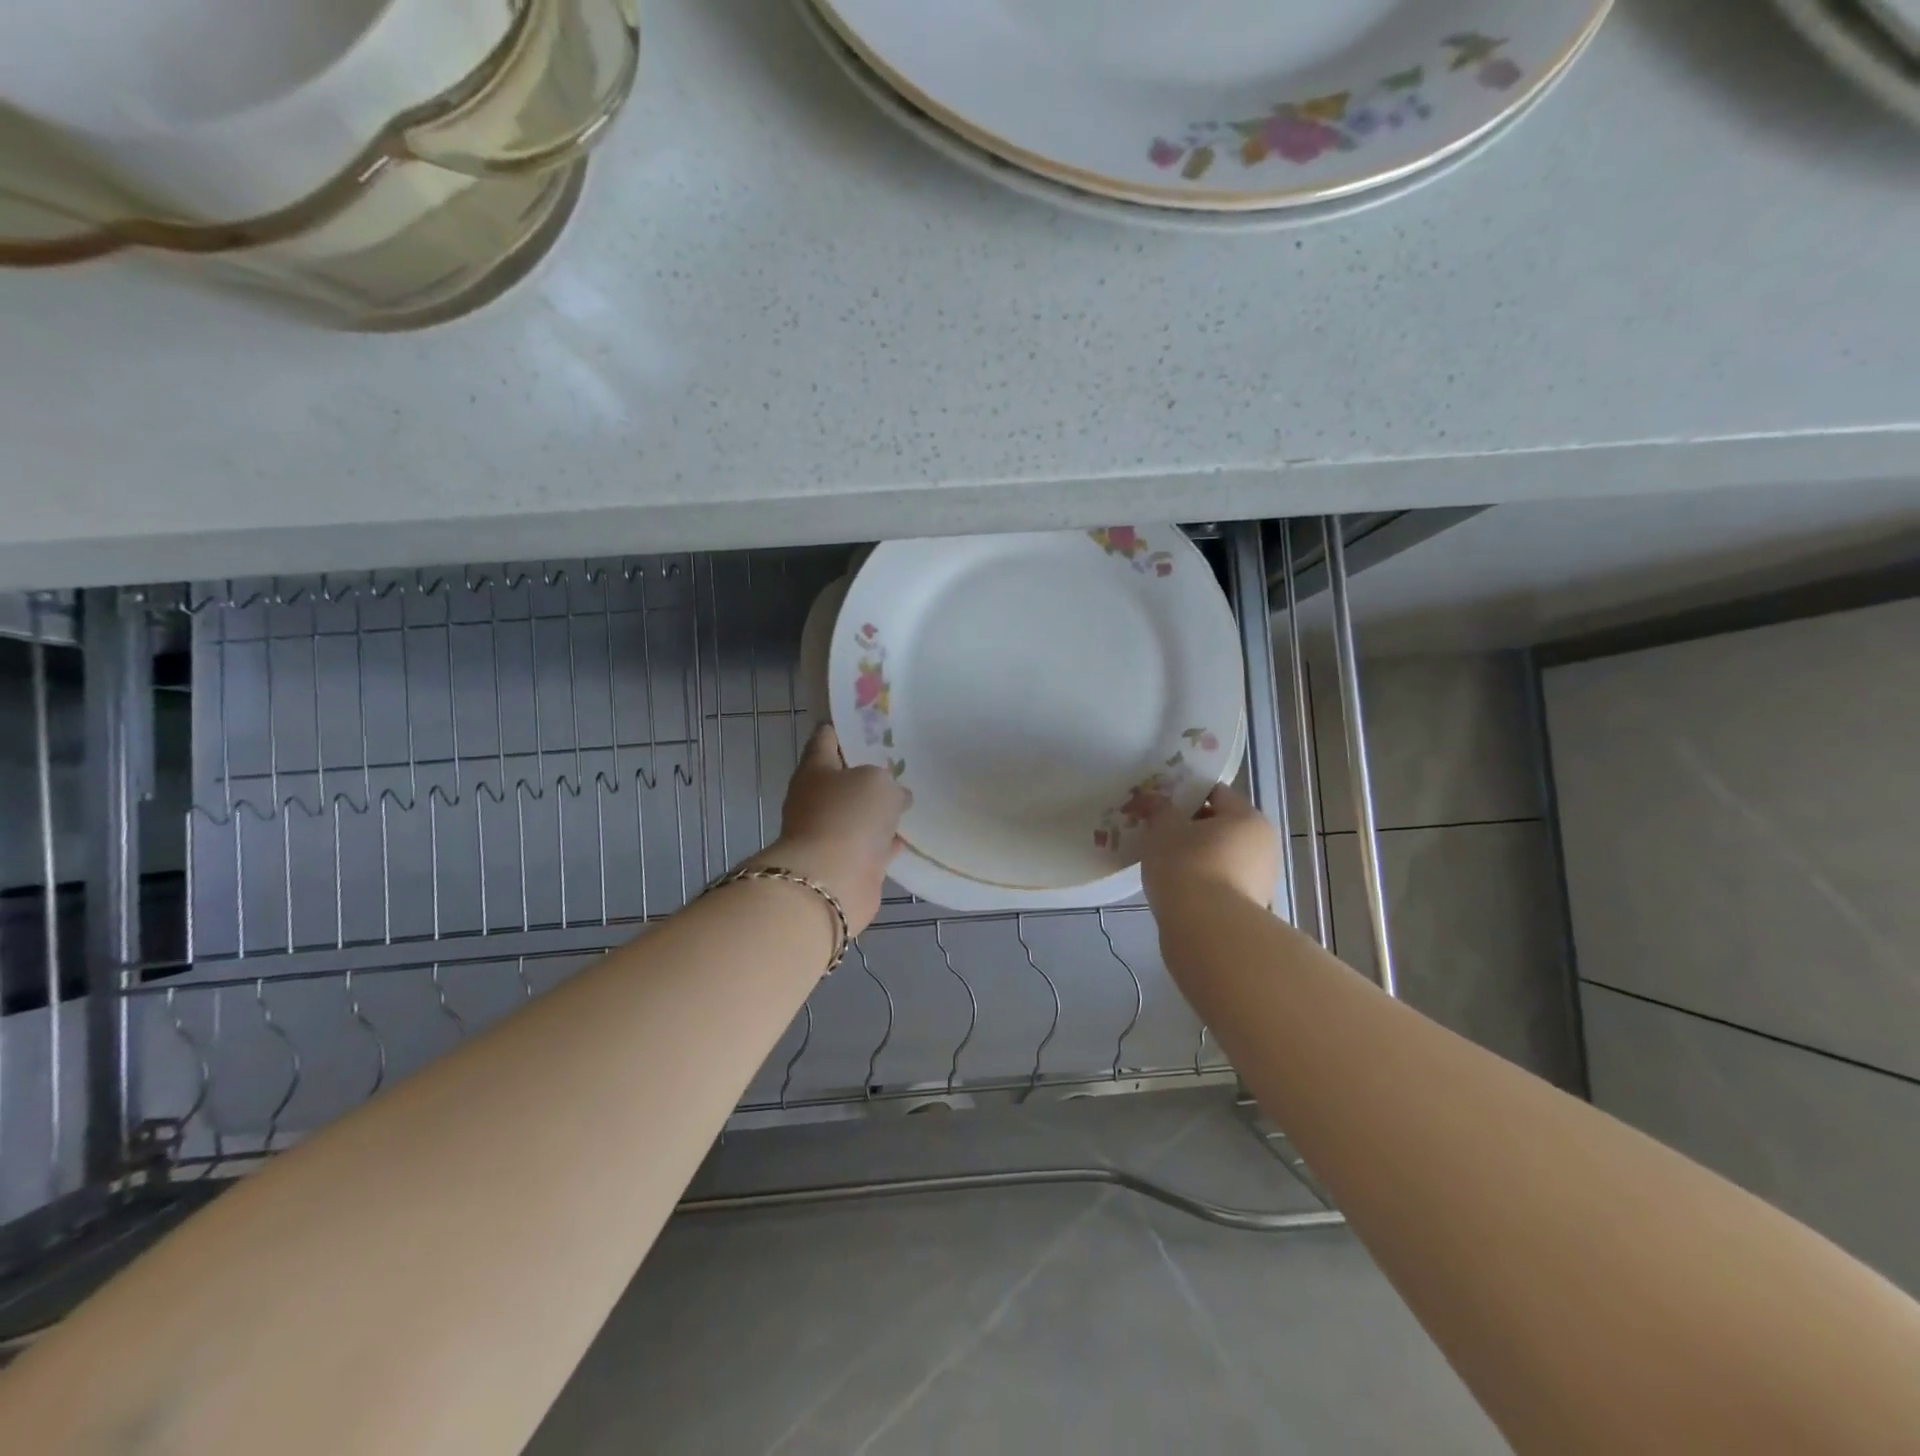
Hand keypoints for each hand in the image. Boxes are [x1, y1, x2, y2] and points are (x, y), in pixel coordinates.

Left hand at [752, 724, 908, 934]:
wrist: (831, 882)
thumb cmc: (849, 817)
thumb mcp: (878, 783)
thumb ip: (889, 782)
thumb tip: (896, 796)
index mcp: (815, 769)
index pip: (826, 738)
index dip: (845, 727)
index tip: (870, 722)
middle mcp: (815, 799)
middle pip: (842, 777)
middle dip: (866, 770)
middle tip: (898, 760)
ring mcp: (828, 833)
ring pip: (856, 812)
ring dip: (877, 808)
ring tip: (908, 796)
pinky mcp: (845, 863)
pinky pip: (869, 844)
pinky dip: (885, 840)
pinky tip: (907, 835)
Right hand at [1140, 783, 1279, 910]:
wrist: (1207, 930)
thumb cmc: (1187, 865)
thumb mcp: (1163, 829)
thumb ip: (1158, 808)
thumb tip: (1151, 798)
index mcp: (1247, 817)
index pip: (1215, 793)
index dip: (1184, 794)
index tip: (1158, 805)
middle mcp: (1262, 844)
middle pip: (1220, 825)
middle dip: (1189, 827)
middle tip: (1156, 832)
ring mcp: (1260, 879)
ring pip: (1220, 856)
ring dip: (1194, 856)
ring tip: (1161, 862)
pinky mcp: (1250, 907)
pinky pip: (1220, 882)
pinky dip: (1200, 881)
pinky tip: (1175, 887)